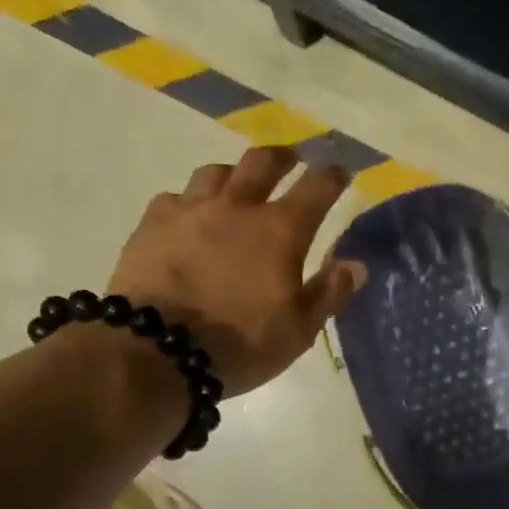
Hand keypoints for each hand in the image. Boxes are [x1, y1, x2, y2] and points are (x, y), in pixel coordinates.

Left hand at [106, 146, 366, 395]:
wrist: (159, 350)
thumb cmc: (240, 344)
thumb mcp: (298, 332)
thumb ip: (328, 294)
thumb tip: (355, 265)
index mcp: (280, 231)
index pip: (317, 187)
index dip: (333, 176)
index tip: (340, 172)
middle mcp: (237, 207)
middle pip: (263, 161)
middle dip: (283, 157)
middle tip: (291, 161)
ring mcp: (190, 209)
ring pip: (217, 172)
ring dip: (235, 175)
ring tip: (237, 187)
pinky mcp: (153, 222)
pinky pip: (177, 198)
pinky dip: (191, 203)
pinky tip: (190, 219)